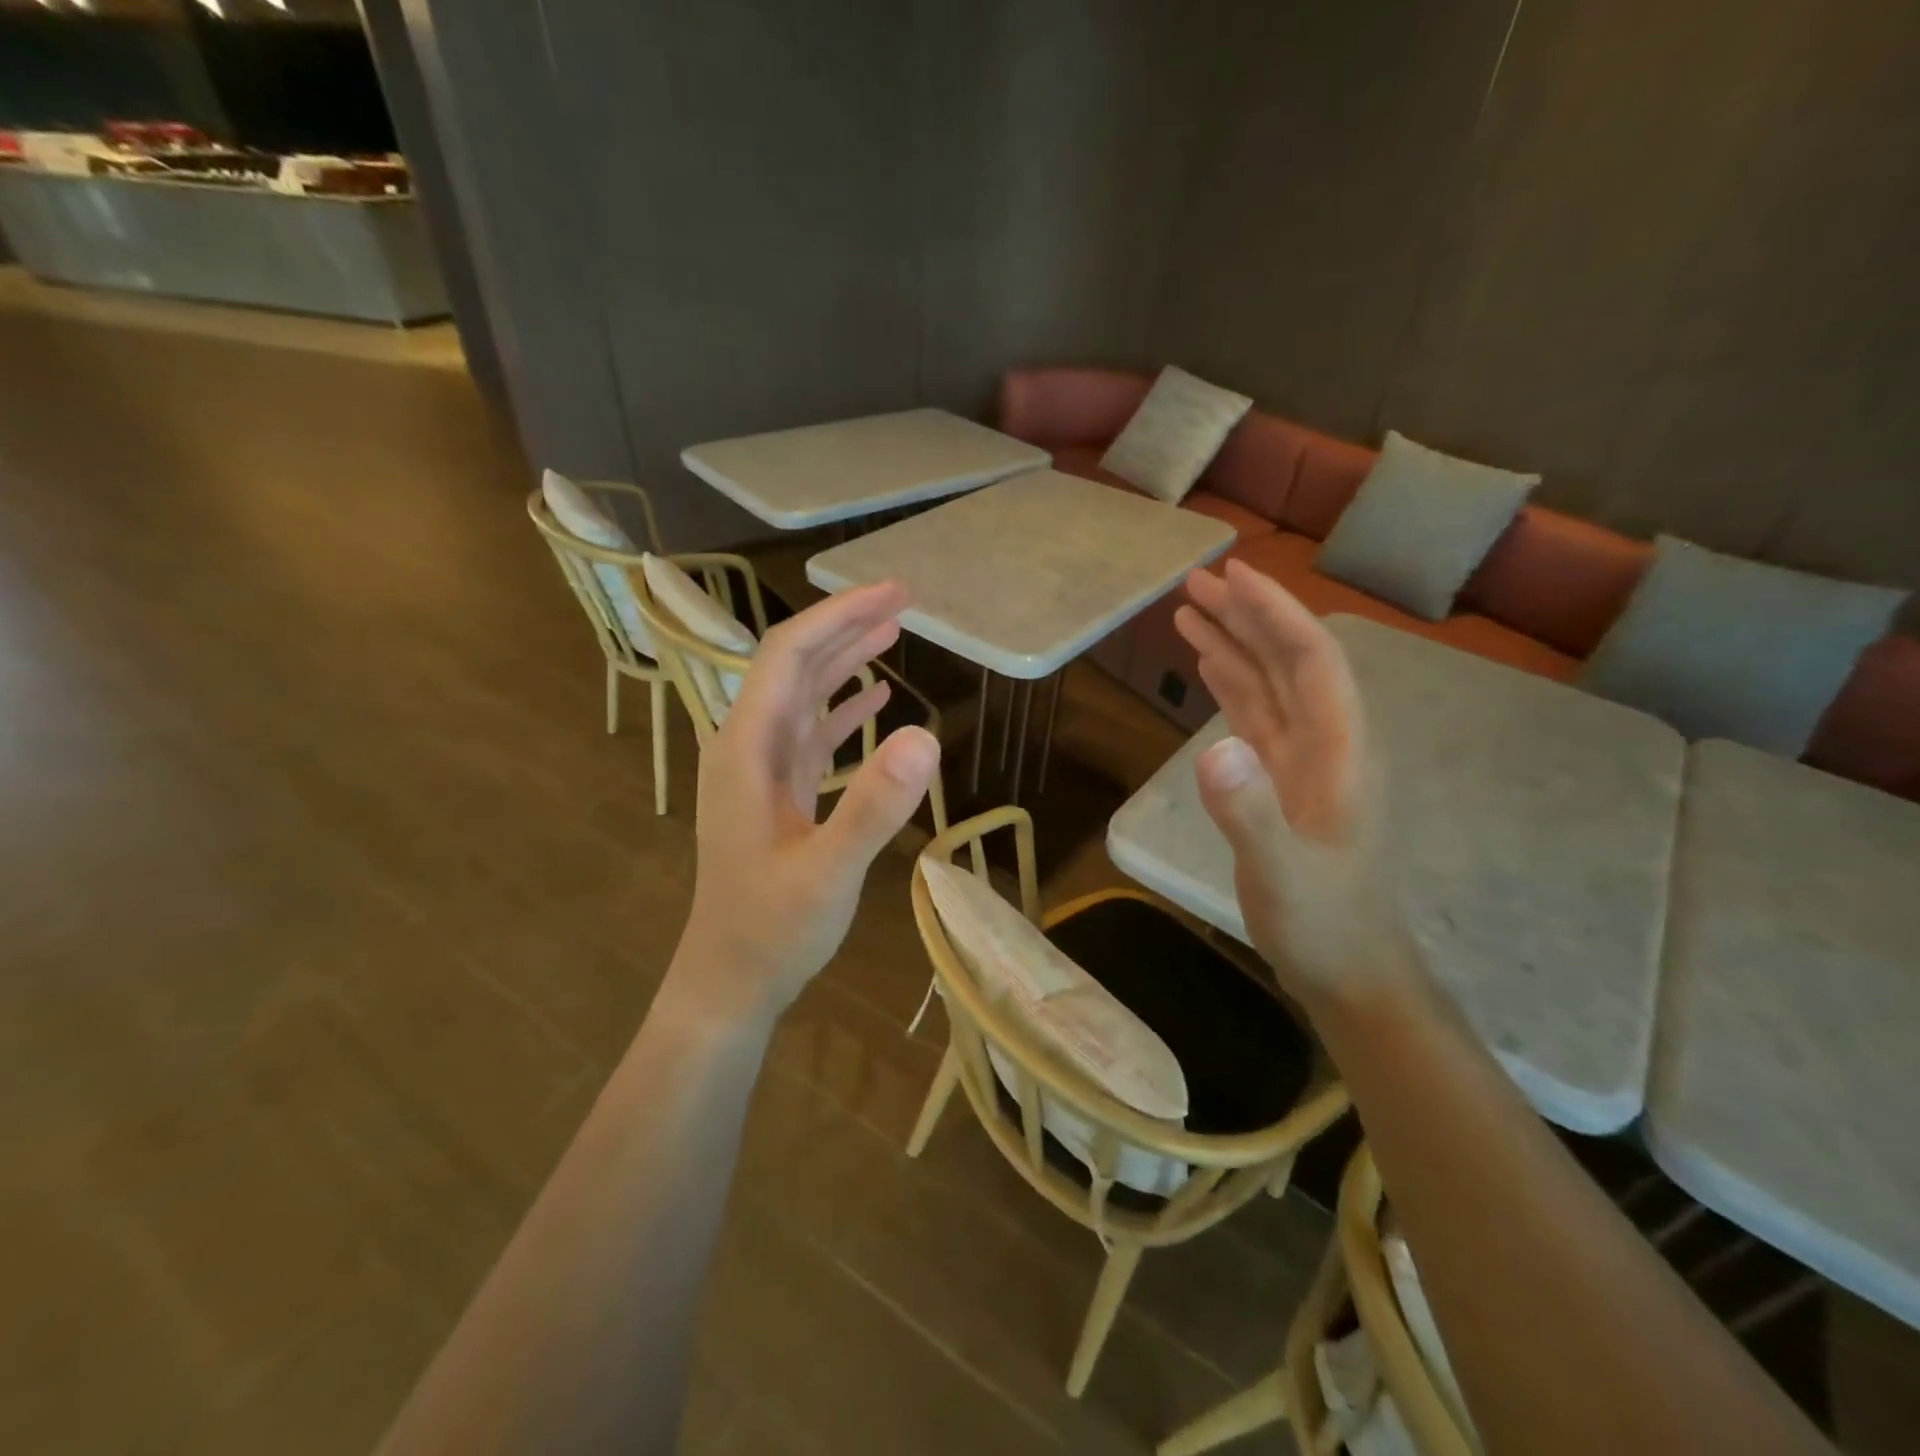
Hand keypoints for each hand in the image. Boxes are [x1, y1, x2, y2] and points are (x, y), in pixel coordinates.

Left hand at [665, 582, 940, 1030]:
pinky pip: (813, 735)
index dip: (838, 618)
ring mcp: (762, 771)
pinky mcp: (779, 794)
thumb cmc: (772, 929)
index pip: (788, 656)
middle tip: (902, 599)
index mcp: (747, 749)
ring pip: (804, 696)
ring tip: (892, 631)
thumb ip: (873, 806)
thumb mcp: (828, 872)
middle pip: (795, 665)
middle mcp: (749, 747)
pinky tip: (876, 700)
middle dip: (845, 626)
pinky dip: (844, 709)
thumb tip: (925, 735)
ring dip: (845, 661)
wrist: (732, 980)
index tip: (891, 594)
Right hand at [1173, 561, 1401, 998]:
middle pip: (1289, 661)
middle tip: (1194, 582)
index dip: (1275, 613)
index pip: (1311, 660)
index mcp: (1340, 751)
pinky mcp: (1284, 781)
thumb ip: (1250, 814)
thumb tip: (1214, 748)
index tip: (1233, 576)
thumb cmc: (1323, 924)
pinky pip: (1257, 717)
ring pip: (1270, 685)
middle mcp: (1327, 743)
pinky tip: (1208, 667)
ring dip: (1234, 645)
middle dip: (1246, 617)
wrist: (1349, 970)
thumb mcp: (1281, 874)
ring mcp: (1306, 762)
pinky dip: (1231, 684)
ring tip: (1189, 611)